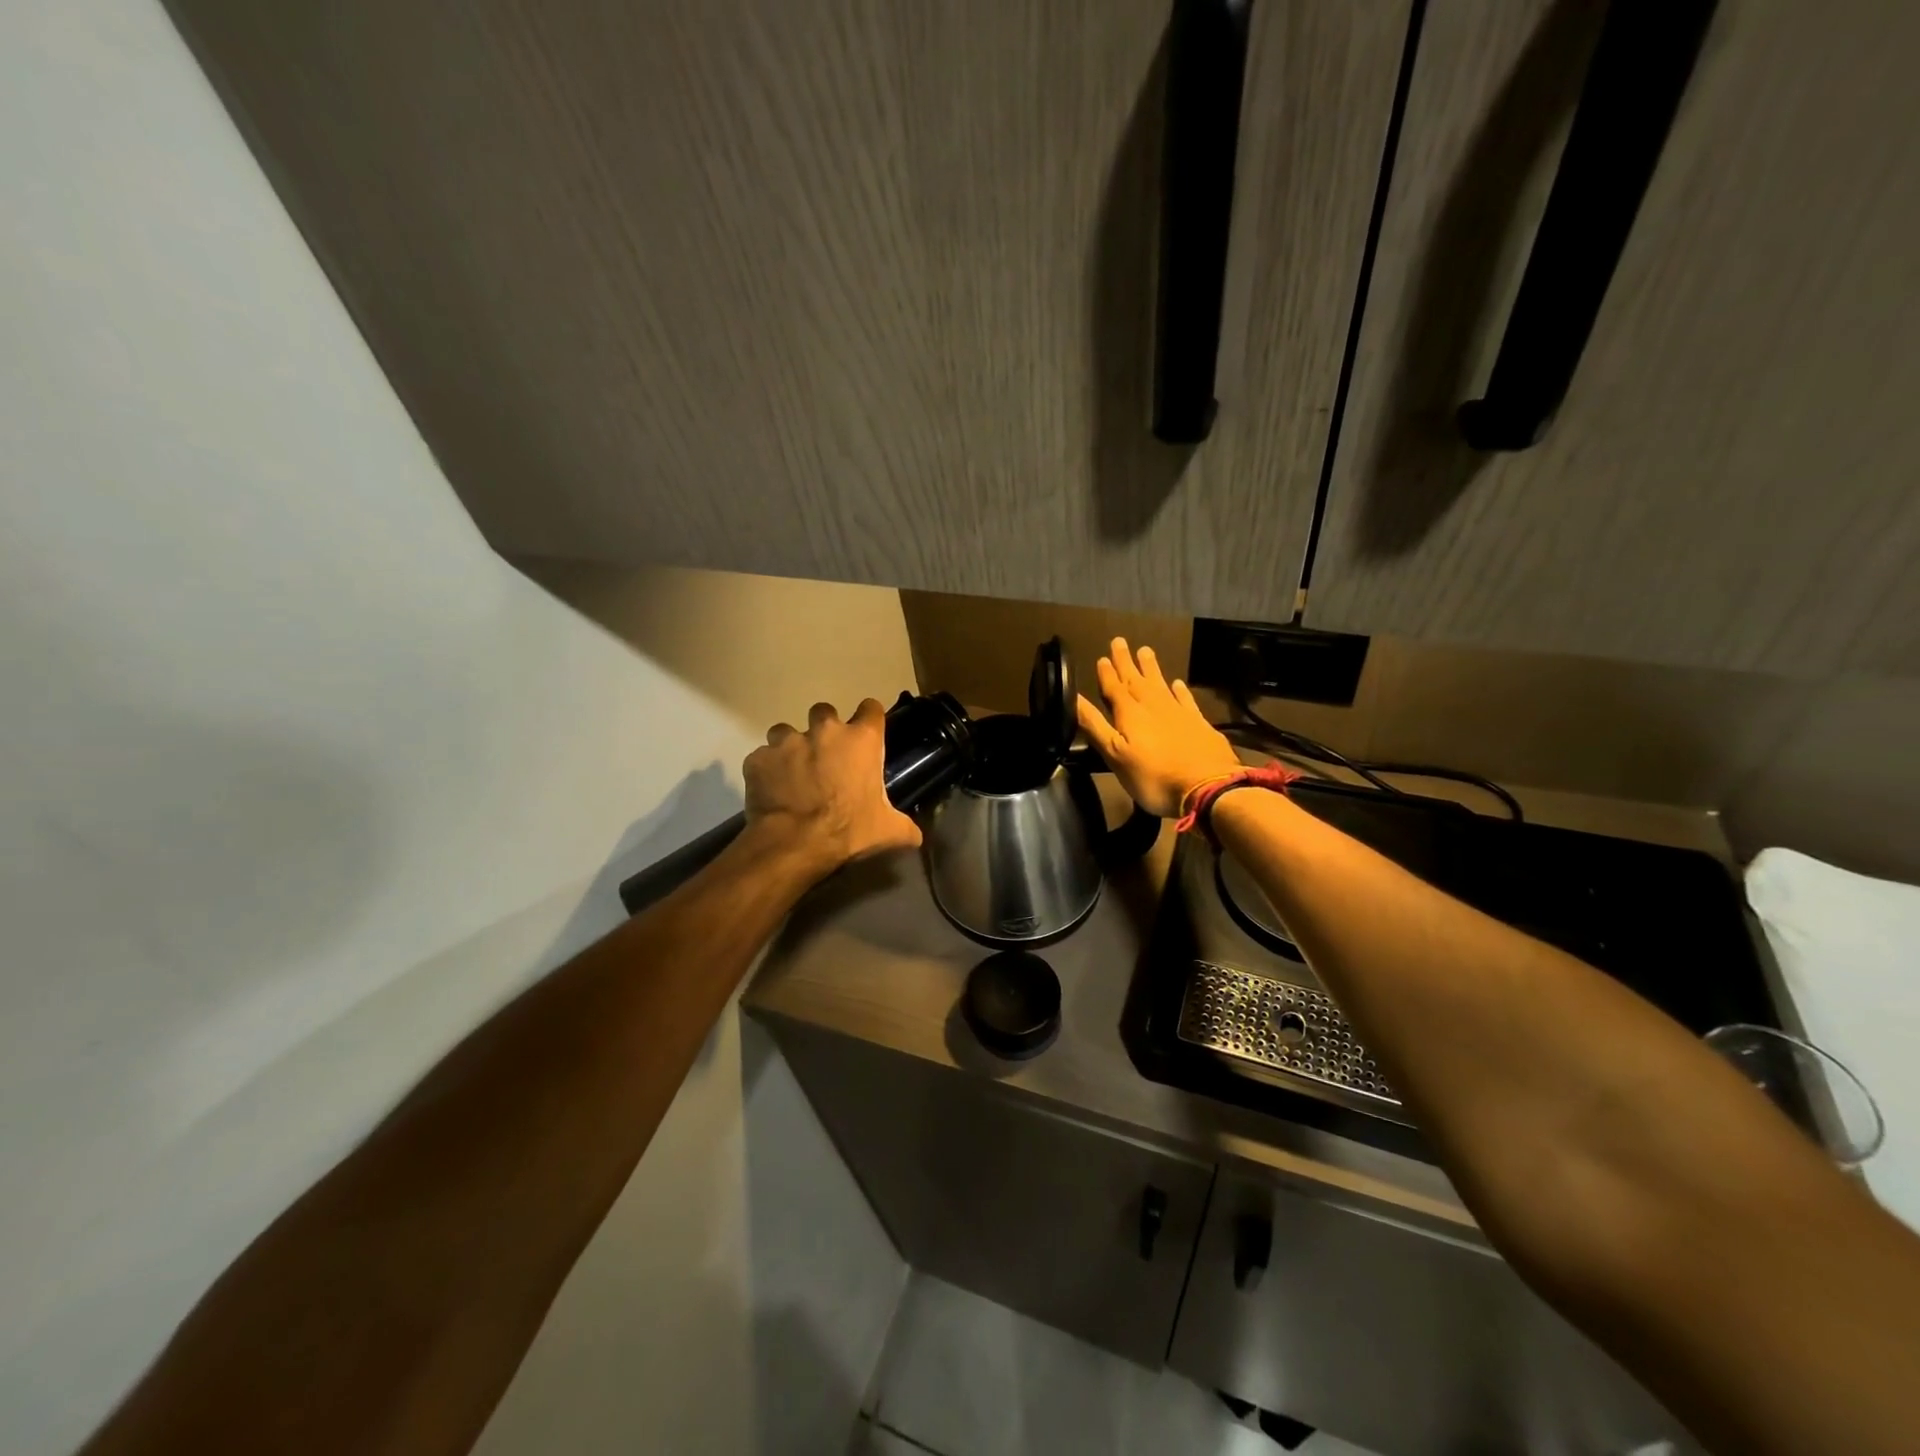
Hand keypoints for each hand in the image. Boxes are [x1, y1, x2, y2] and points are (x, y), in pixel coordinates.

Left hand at [743, 698, 922, 870]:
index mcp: (861, 740)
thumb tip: (917, 837)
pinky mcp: (759, 758)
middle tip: (825, 756)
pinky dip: (766, 770)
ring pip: (786, 731)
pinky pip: (762, 758)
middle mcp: (825, 731)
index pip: (871, 708)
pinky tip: (770, 790)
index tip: (866, 733)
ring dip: (790, 747)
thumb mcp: (888, 832)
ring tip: (792, 772)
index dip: (869, 719)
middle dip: (824, 730)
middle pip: (824, 712)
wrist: (795, 843)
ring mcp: (788, 742)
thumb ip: (905, 827)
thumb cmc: (849, 831)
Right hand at [1077, 638, 1242, 817]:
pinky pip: (1186, 699)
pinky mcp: (1199, 723)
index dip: (1107, 673)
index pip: (1114, 688)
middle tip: (1120, 641)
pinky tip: (1178, 683)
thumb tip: (1073, 698)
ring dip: (1151, 668)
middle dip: (1126, 662)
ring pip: (1160, 684)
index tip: (1102, 657)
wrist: (1206, 787)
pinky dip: (1180, 690)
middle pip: (1136, 679)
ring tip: (1145, 650)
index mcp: (1129, 713)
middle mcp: (1153, 705)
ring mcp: (1179, 712)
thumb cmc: (1152, 776)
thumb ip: (1094, 725)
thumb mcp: (1114, 755)